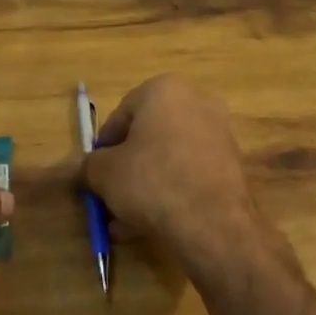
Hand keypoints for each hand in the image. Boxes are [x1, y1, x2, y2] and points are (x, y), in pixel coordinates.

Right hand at [82, 76, 266, 270]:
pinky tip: (151, 225)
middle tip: (110, 197)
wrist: (212, 222)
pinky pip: (189, 174)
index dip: (104, 147)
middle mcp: (196, 101)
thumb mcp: (105, 173)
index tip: (95, 173)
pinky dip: (171, 192)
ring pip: (168, 158)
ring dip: (145, 186)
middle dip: (126, 169)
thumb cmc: (152, 180)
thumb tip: (84, 169)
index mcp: (165, 89)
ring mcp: (218, 132)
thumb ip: (89, 166)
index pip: (122, 114)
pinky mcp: (231, 164)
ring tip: (125, 222)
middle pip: (147, 137)